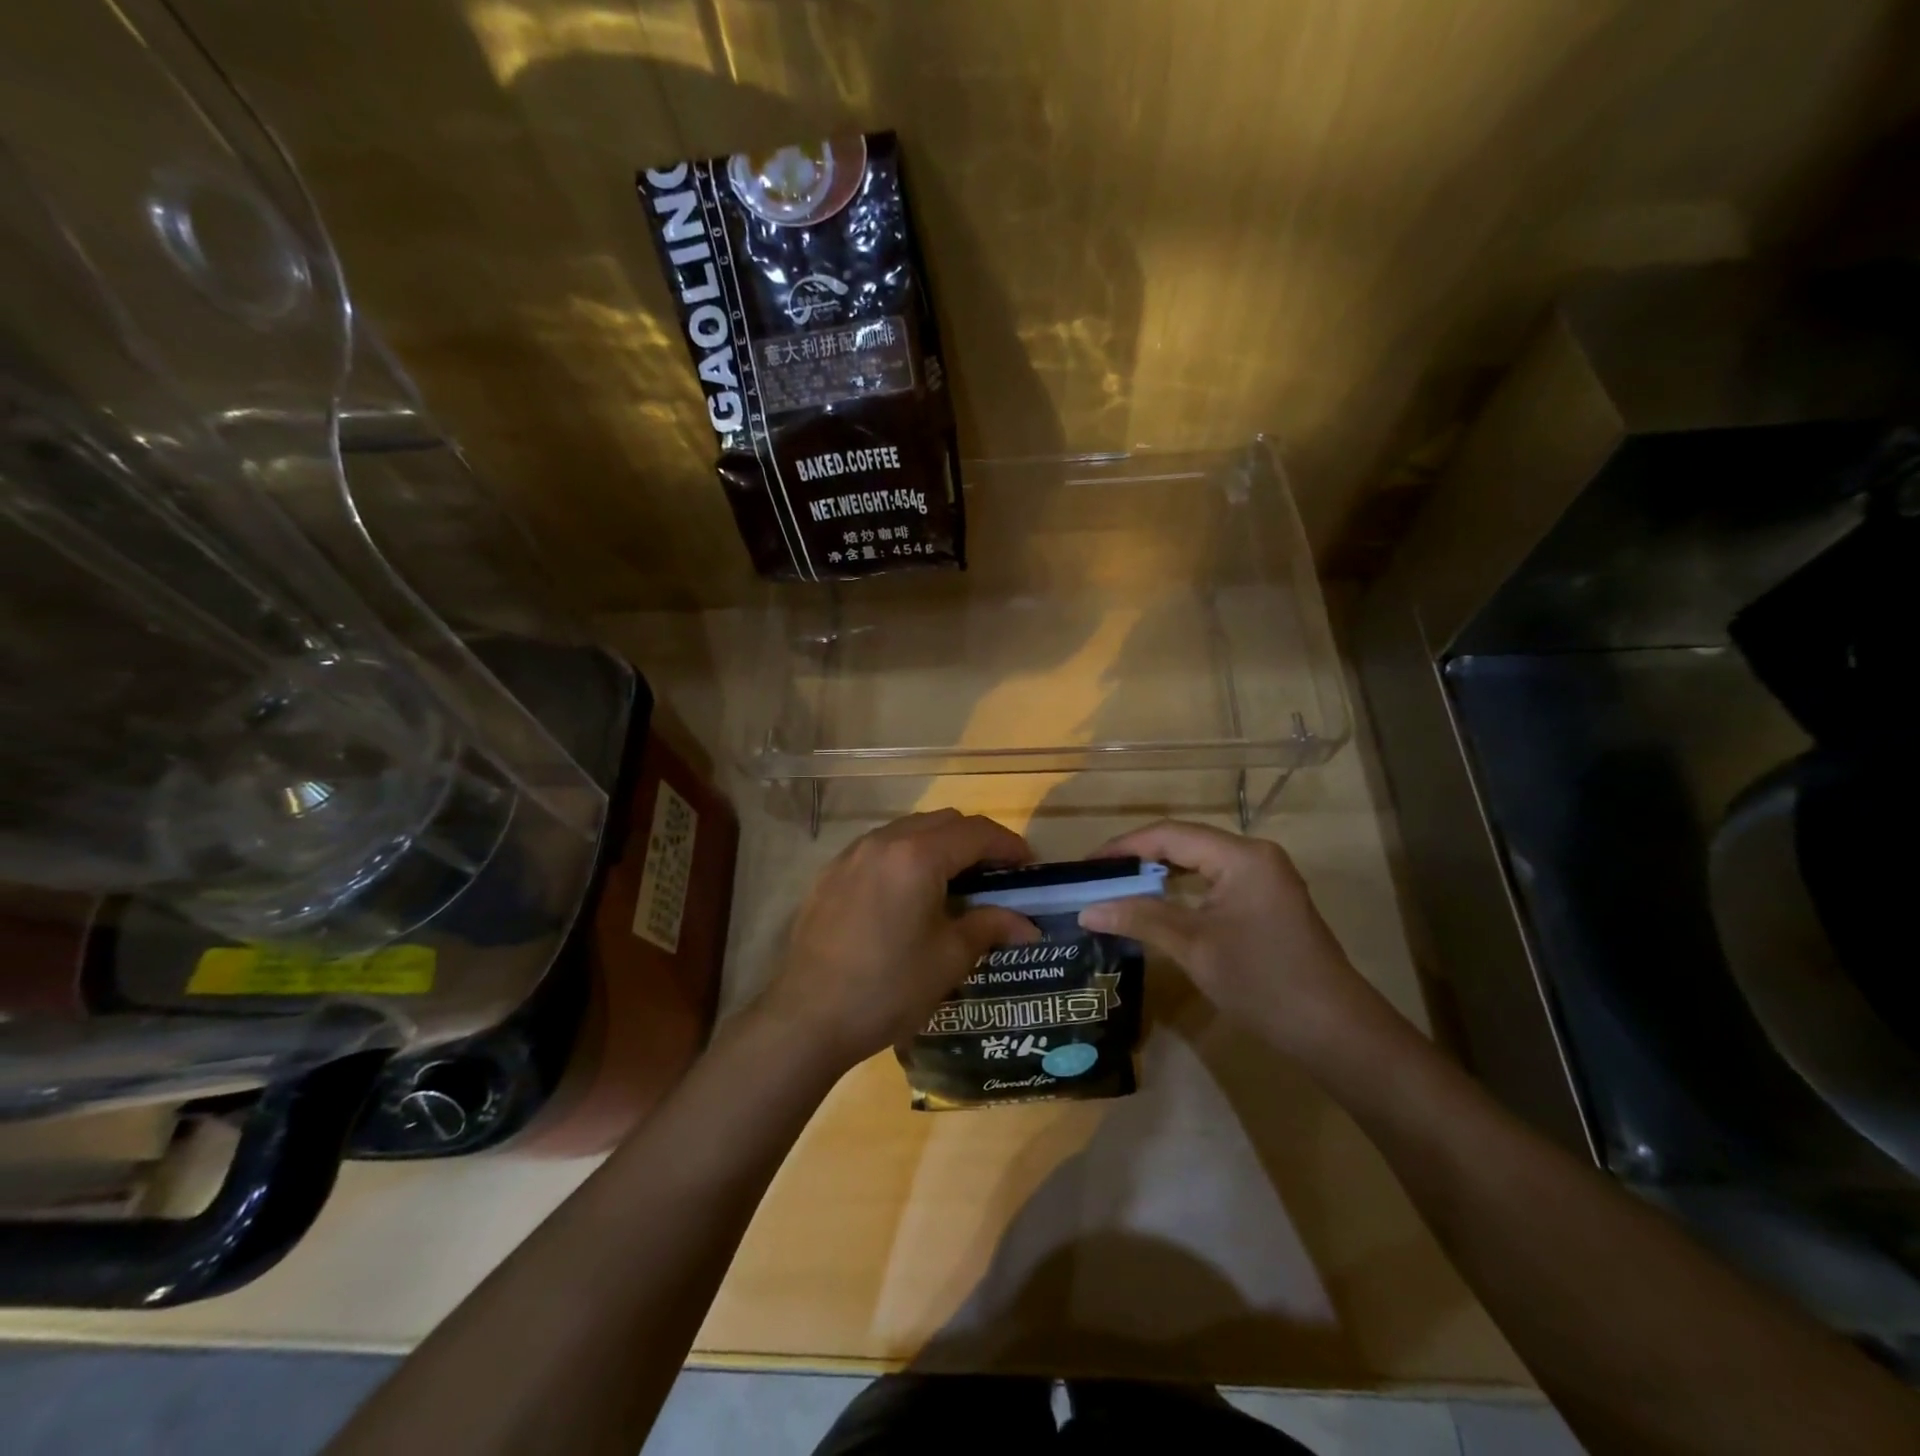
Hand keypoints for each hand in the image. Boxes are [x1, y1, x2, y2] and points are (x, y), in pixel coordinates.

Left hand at [756, 810, 1040, 1074]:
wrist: (807, 1017)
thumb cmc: (888, 987)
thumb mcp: (949, 958)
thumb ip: (990, 927)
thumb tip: (1027, 926)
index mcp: (917, 855)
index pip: (976, 832)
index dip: (1008, 845)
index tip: (1028, 867)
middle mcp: (884, 841)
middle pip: (943, 821)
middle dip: (976, 841)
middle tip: (996, 876)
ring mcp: (852, 854)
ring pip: (909, 830)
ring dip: (940, 845)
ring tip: (955, 884)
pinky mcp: (831, 873)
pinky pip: (881, 848)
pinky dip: (907, 857)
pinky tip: (910, 895)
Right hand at [1078, 820, 1390, 1063]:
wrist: (1336, 1032)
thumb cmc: (1263, 982)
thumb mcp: (1194, 947)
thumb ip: (1140, 918)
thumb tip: (1087, 910)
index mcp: (1241, 856)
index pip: (1170, 835)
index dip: (1124, 847)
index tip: (1086, 866)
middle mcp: (1254, 856)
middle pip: (1185, 843)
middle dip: (1138, 858)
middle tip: (1097, 878)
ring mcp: (1265, 879)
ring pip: (1199, 863)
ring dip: (1159, 874)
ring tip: (1117, 888)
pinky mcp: (1267, 902)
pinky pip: (1214, 882)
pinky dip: (1182, 890)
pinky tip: (1157, 905)